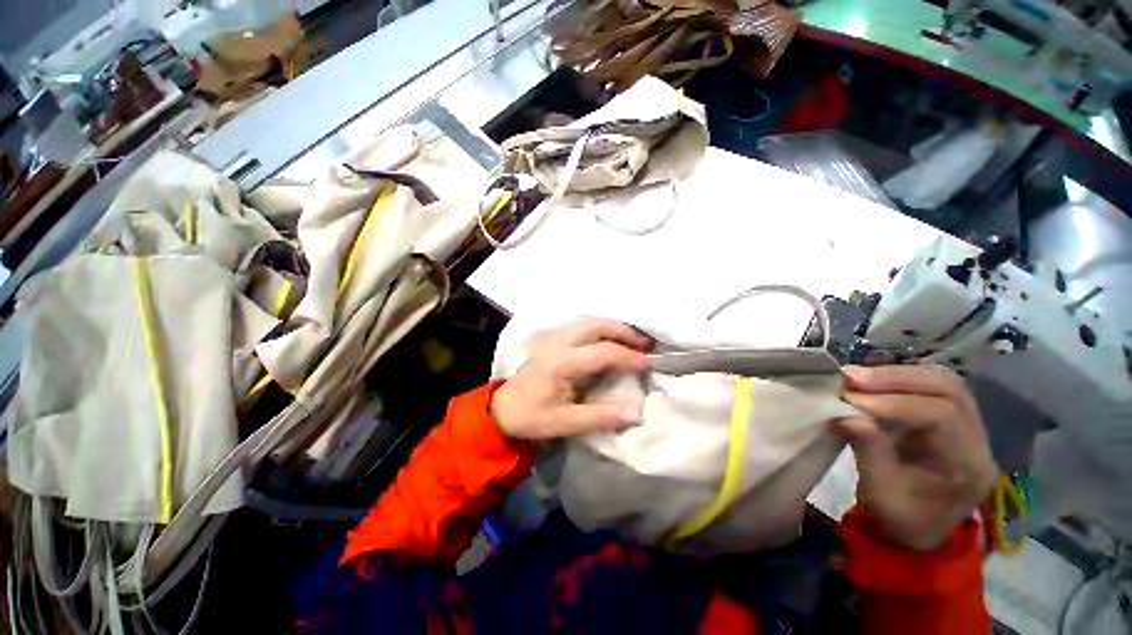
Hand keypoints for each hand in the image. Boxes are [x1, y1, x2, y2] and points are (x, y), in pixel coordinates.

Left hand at [492, 317, 651, 439]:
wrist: (502, 409)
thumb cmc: (532, 416)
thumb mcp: (564, 423)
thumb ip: (600, 417)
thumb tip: (637, 413)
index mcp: (560, 362)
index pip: (602, 353)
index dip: (628, 357)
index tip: (649, 364)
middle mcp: (558, 343)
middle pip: (595, 325)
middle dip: (623, 331)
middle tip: (646, 344)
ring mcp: (554, 338)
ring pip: (589, 321)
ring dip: (613, 326)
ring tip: (633, 338)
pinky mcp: (553, 340)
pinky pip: (582, 325)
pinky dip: (602, 327)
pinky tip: (610, 337)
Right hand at [835, 364, 998, 550]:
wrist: (913, 531)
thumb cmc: (898, 520)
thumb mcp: (880, 494)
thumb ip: (869, 451)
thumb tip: (843, 413)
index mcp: (968, 466)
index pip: (942, 415)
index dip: (893, 402)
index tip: (849, 399)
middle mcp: (977, 441)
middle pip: (948, 389)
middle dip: (895, 378)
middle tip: (850, 377)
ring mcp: (968, 428)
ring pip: (942, 381)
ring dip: (896, 374)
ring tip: (856, 376)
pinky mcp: (950, 421)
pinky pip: (930, 387)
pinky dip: (898, 379)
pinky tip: (871, 382)